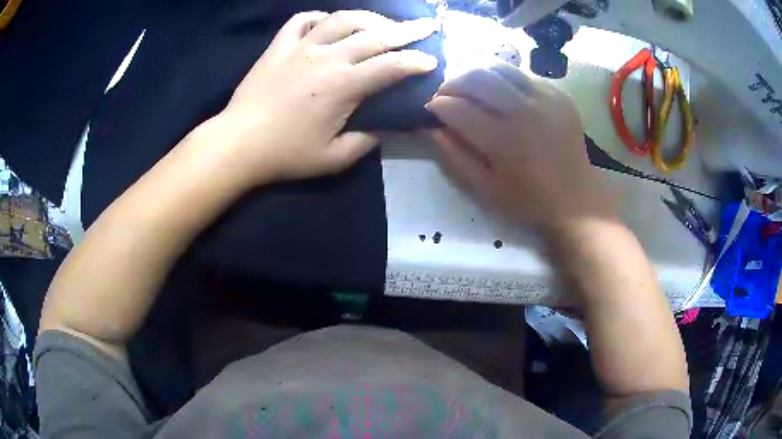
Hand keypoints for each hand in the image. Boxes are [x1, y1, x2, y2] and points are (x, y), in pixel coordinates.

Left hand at [210, 11, 437, 184]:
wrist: (237, 143)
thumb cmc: (285, 154)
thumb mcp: (333, 158)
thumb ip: (365, 141)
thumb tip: (385, 127)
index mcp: (343, 86)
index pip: (391, 66)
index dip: (416, 62)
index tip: (432, 60)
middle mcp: (326, 57)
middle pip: (375, 35)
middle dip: (407, 30)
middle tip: (426, 25)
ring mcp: (300, 47)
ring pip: (341, 19)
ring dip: (368, 18)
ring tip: (381, 22)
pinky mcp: (278, 46)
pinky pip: (301, 20)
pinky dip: (319, 17)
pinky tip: (328, 22)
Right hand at [426, 64, 615, 230]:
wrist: (576, 197)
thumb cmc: (528, 199)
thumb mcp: (485, 188)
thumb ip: (455, 156)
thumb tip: (432, 128)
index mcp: (505, 140)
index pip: (458, 108)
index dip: (437, 105)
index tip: (430, 109)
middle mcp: (525, 111)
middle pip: (477, 76)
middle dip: (452, 82)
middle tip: (446, 93)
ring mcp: (546, 98)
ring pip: (500, 67)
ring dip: (476, 72)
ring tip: (469, 86)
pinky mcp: (559, 94)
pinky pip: (523, 74)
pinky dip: (504, 78)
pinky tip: (501, 93)